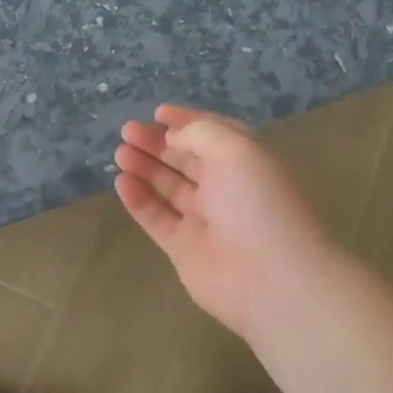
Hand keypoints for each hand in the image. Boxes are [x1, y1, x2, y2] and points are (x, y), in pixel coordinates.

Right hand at [114, 105, 334, 337]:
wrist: (272, 279)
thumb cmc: (258, 204)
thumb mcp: (236, 150)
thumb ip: (200, 133)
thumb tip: (172, 136)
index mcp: (245, 162)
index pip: (212, 135)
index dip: (186, 122)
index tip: (157, 113)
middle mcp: (226, 188)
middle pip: (185, 159)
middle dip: (157, 143)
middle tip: (127, 132)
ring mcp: (204, 220)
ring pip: (168, 187)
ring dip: (144, 167)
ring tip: (120, 153)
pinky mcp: (184, 248)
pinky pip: (156, 218)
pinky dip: (139, 200)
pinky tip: (122, 182)